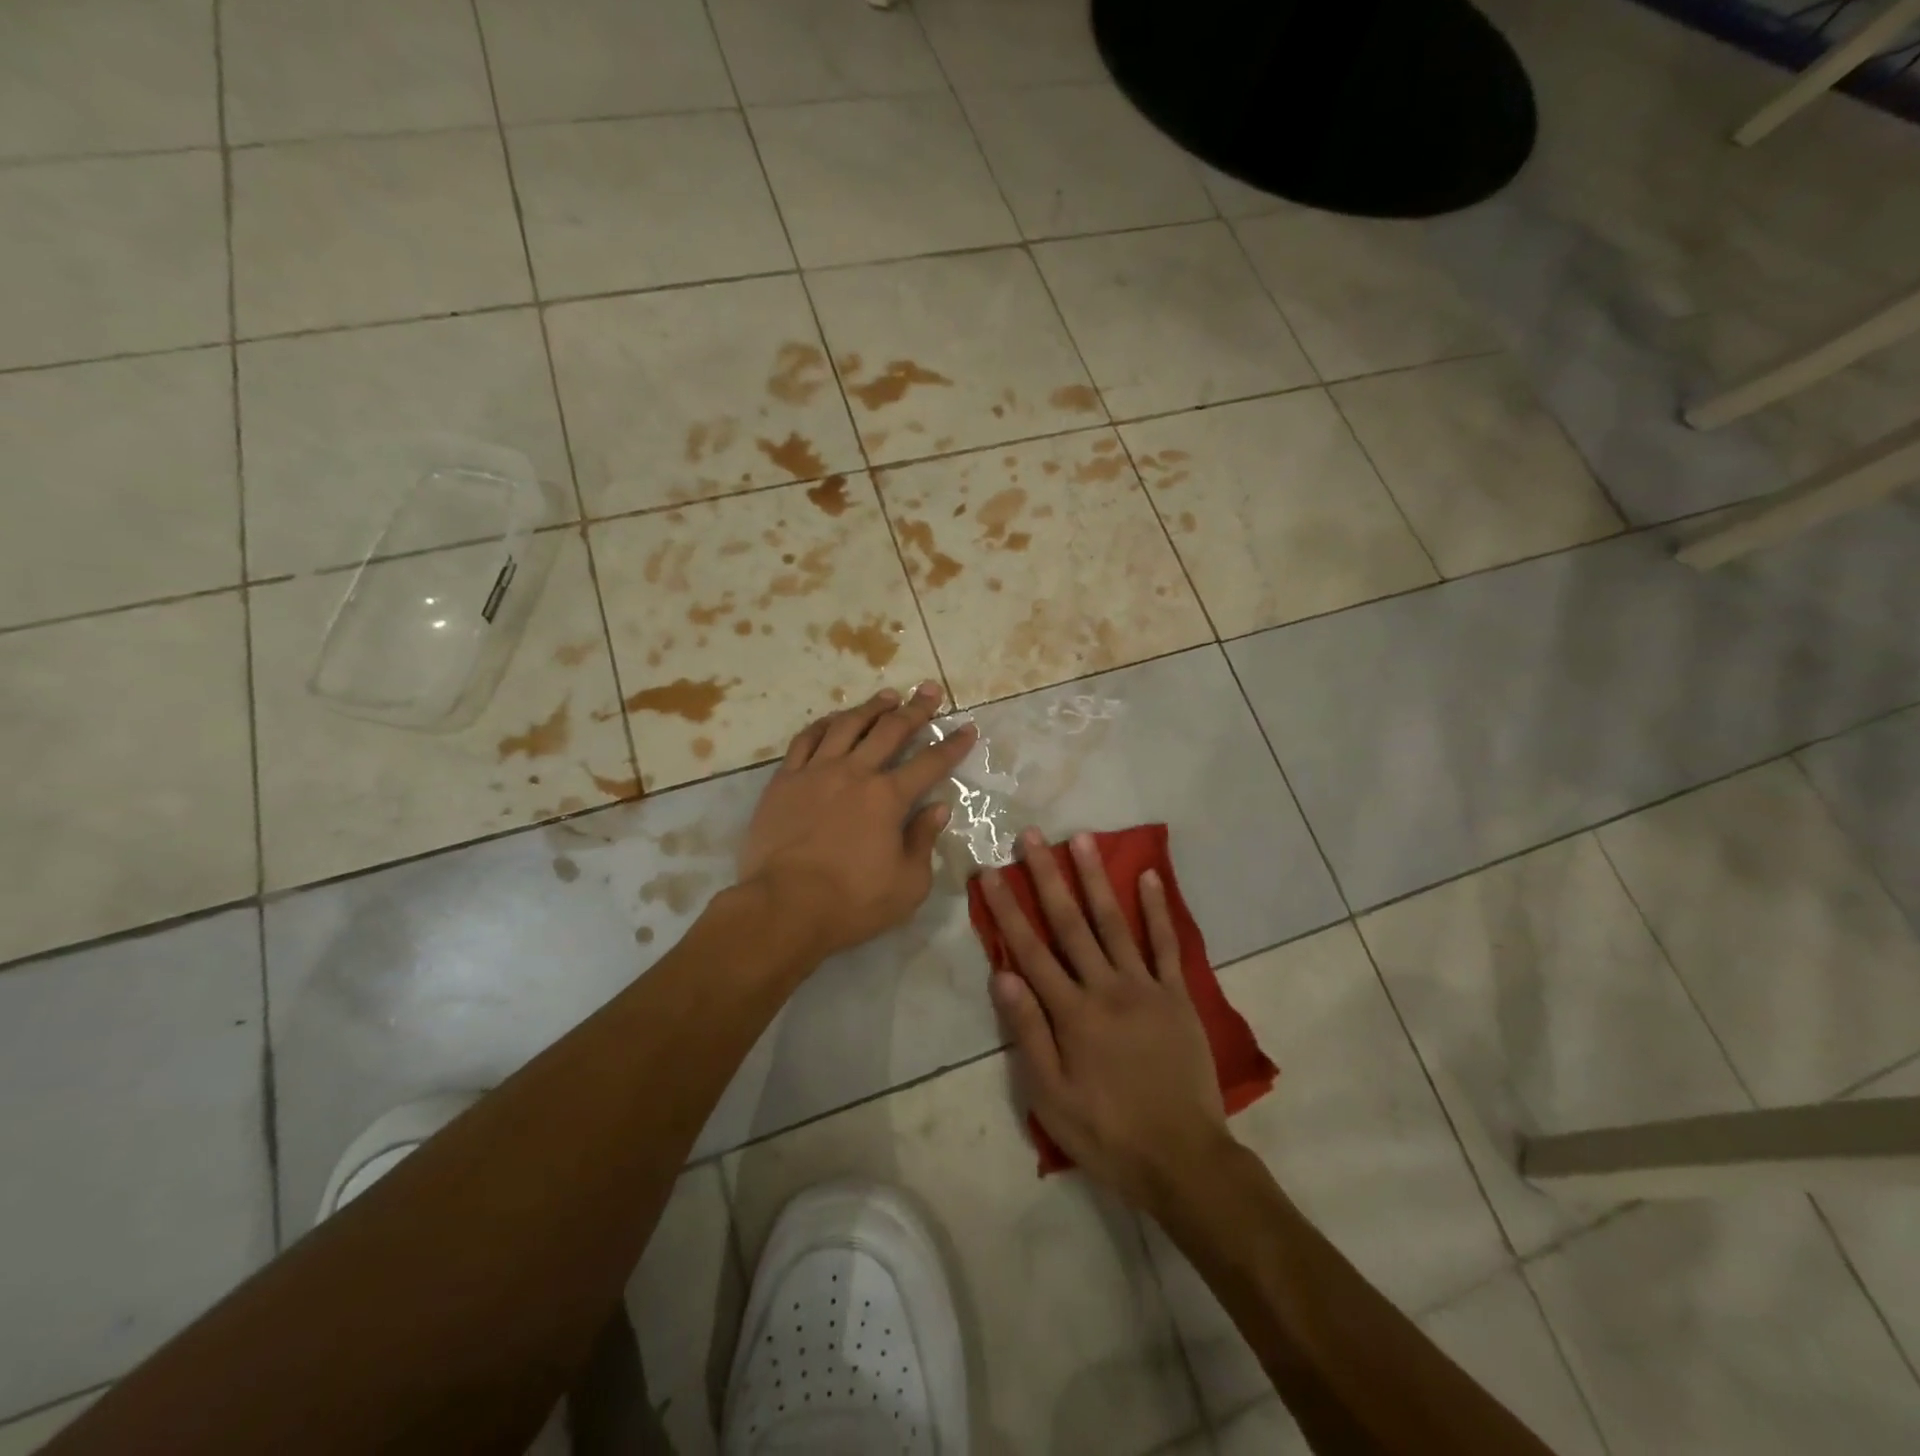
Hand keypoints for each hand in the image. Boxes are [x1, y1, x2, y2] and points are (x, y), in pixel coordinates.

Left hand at [739, 682, 977, 959]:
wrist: (782, 907)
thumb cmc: (851, 903)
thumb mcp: (907, 885)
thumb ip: (923, 841)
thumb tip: (937, 808)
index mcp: (888, 798)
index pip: (929, 763)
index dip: (952, 745)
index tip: (967, 728)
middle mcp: (854, 773)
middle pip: (890, 730)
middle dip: (916, 709)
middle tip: (929, 690)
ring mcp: (815, 772)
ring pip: (847, 725)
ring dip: (871, 708)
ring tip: (887, 696)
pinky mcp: (784, 781)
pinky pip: (806, 740)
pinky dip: (824, 724)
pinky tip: (834, 719)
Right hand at [982, 830, 1235, 1211]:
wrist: (1184, 1159)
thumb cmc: (1107, 1132)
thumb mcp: (1051, 1096)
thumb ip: (1028, 1033)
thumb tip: (1002, 976)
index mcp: (1072, 1013)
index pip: (1029, 950)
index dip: (1007, 909)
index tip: (991, 873)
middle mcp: (1106, 988)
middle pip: (1070, 923)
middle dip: (1047, 877)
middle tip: (1032, 836)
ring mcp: (1145, 987)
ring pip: (1114, 922)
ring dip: (1095, 879)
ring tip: (1081, 839)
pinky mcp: (1177, 995)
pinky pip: (1166, 945)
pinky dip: (1157, 909)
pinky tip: (1148, 876)